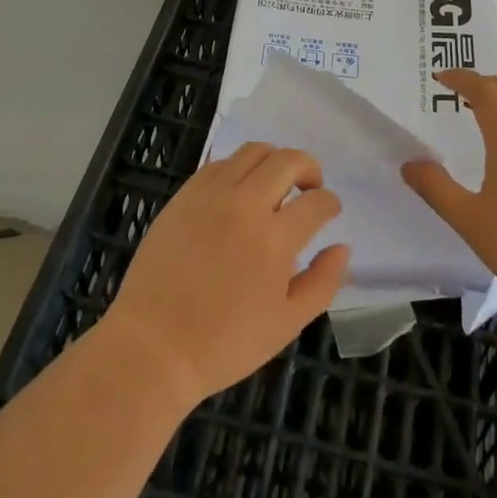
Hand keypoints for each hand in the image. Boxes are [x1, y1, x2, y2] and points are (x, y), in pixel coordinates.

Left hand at [103, 143, 349, 407]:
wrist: (153, 346)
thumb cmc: (224, 343)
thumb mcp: (286, 325)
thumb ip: (322, 283)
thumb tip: (343, 247)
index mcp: (274, 240)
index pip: (316, 202)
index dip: (330, 203)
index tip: (330, 210)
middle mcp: (245, 206)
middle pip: (288, 160)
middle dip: (309, 168)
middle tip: (310, 186)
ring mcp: (211, 195)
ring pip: (254, 151)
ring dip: (275, 160)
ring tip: (277, 183)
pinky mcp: (185, 194)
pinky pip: (220, 163)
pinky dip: (240, 168)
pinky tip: (241, 191)